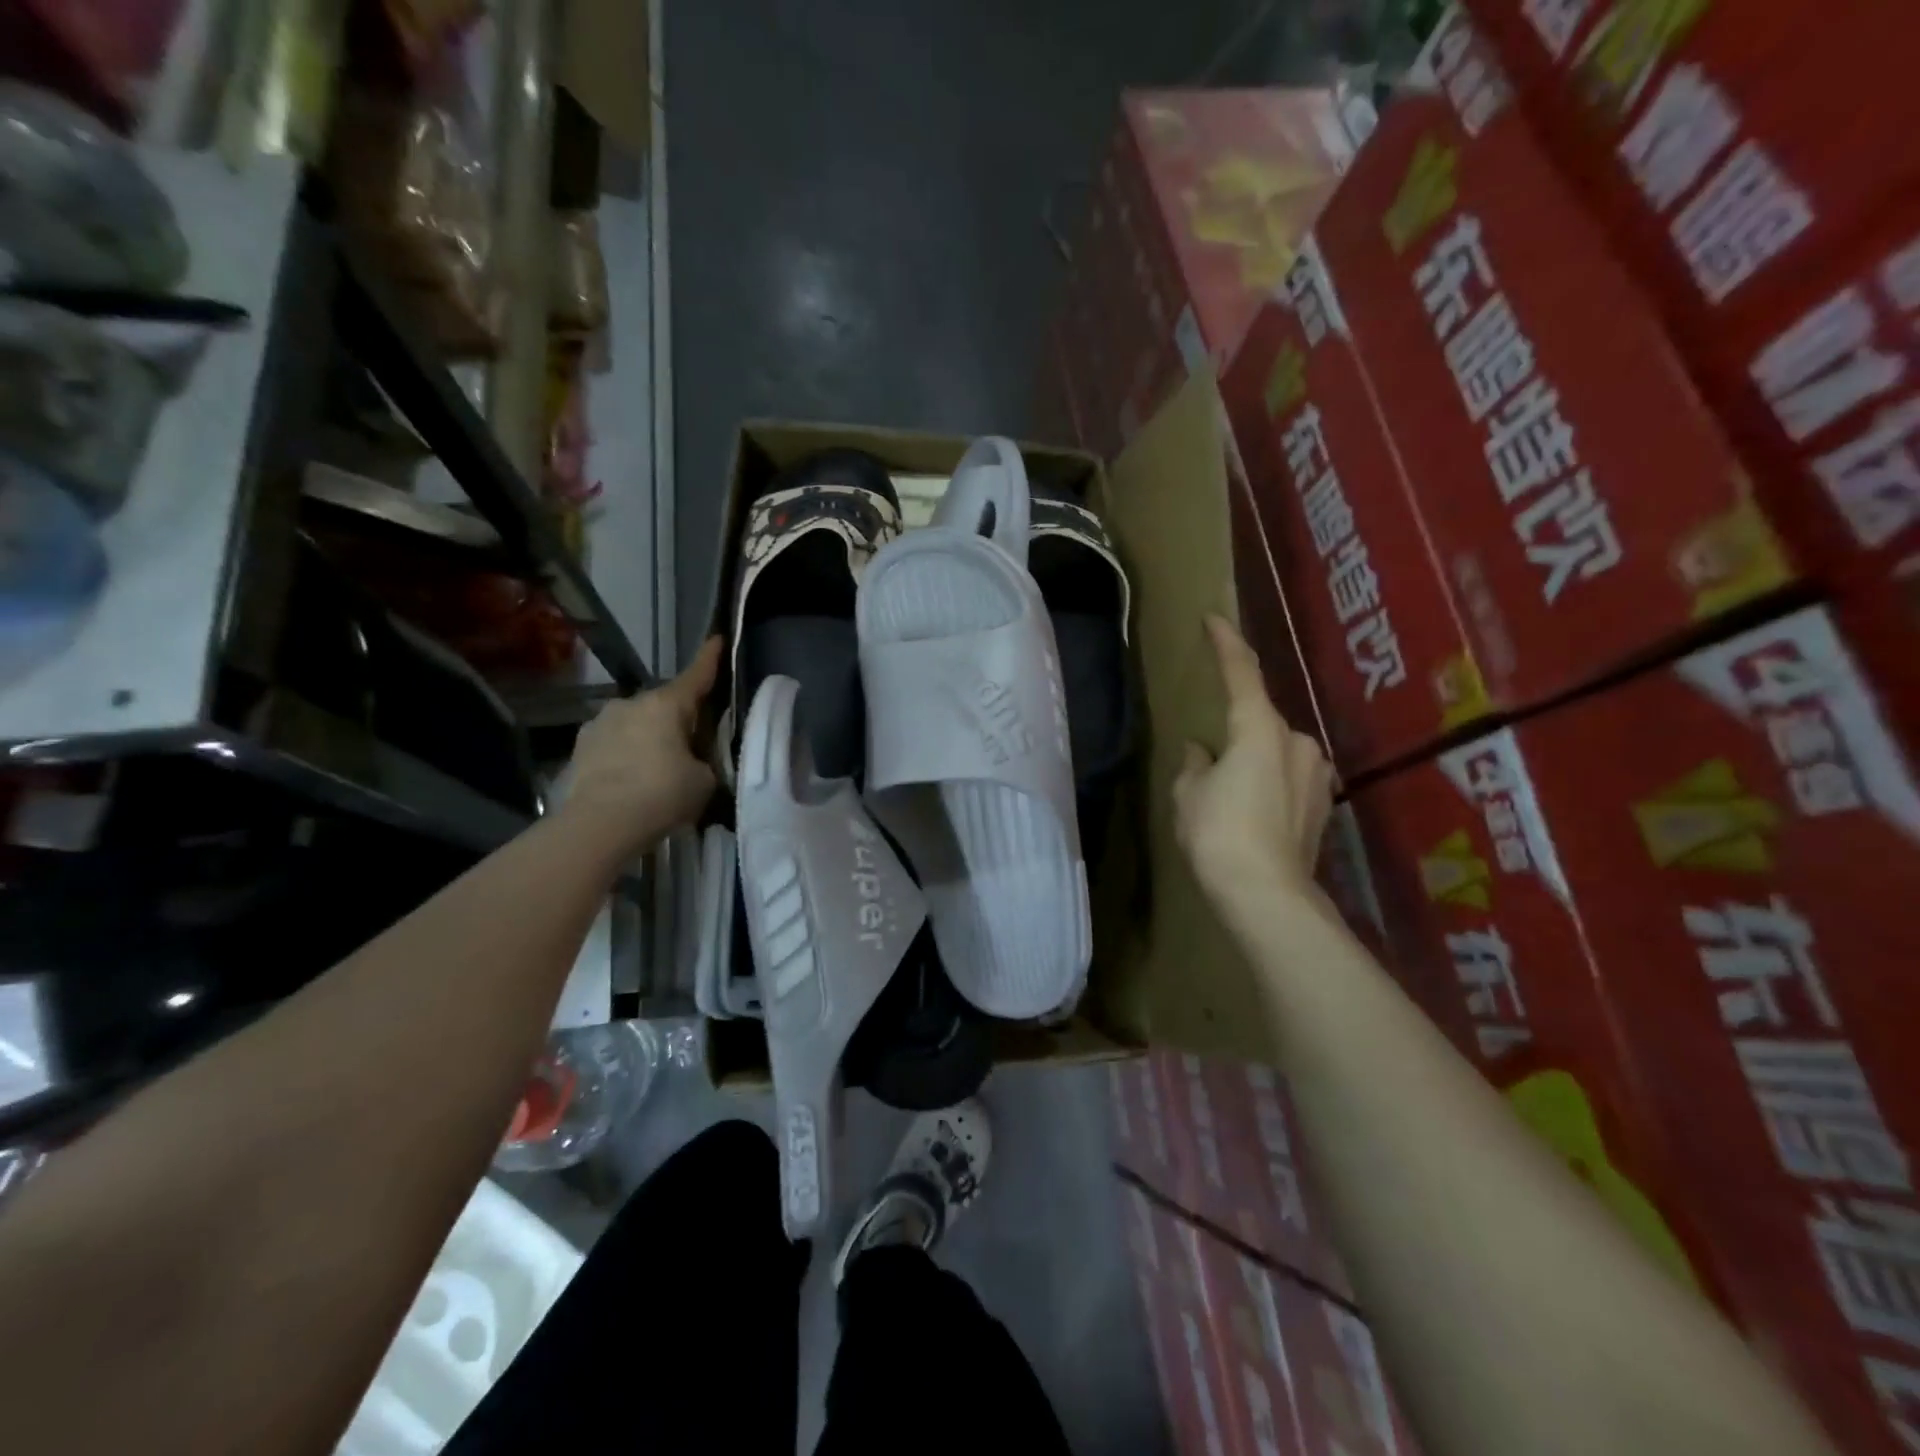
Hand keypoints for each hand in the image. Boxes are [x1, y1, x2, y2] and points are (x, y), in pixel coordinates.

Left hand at [561, 636, 722, 854]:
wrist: (598, 826)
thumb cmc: (661, 795)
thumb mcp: (704, 780)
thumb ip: (704, 761)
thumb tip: (694, 761)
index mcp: (666, 705)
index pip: (696, 675)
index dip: (710, 658)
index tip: (716, 639)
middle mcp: (631, 704)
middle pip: (665, 705)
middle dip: (679, 719)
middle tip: (693, 745)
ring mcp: (599, 723)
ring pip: (636, 724)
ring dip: (649, 738)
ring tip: (658, 770)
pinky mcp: (580, 748)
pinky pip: (614, 744)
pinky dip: (626, 756)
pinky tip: (631, 781)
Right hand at [1173, 615, 1334, 913]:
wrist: (1267, 894)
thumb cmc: (1218, 834)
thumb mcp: (1189, 795)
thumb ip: (1194, 765)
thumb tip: (1200, 751)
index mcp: (1259, 729)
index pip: (1242, 672)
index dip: (1226, 643)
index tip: (1213, 619)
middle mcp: (1297, 741)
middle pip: (1259, 721)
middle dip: (1236, 733)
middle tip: (1209, 762)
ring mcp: (1316, 773)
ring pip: (1276, 752)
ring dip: (1254, 761)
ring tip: (1230, 796)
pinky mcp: (1324, 803)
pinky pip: (1288, 778)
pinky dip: (1269, 784)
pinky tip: (1252, 813)